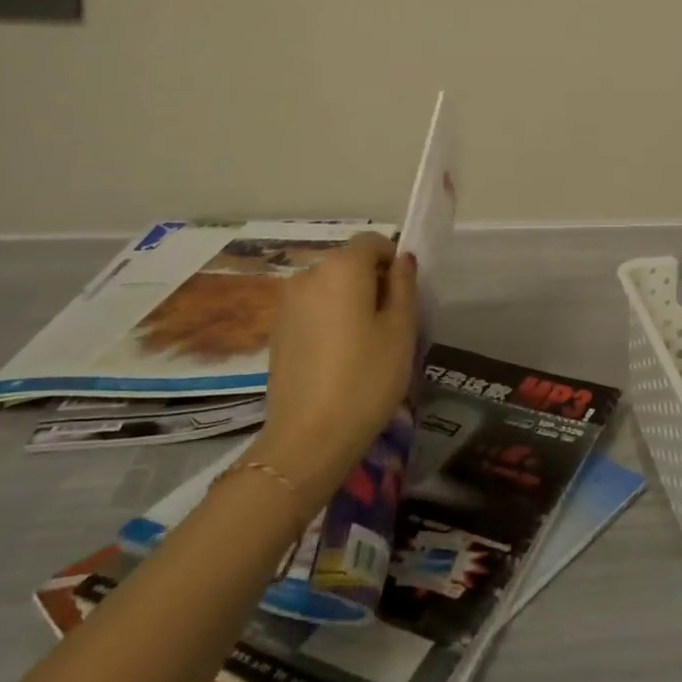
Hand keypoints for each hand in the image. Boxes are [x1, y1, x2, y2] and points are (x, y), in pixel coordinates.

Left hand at [256, 233, 419, 512]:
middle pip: (349, 263)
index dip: (393, 261)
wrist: (308, 439)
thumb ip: (404, 285)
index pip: (372, 242)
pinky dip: (329, 320)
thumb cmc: (366, 378)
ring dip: (349, 302)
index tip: (404, 296)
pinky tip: (338, 359)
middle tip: (391, 324)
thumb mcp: (401, 330)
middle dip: (372, 282)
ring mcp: (287, 303)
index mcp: (342, 267)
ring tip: (364, 345)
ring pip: (330, 287)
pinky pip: (312, 310)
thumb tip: (401, 261)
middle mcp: (309, 275)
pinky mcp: (277, 331)